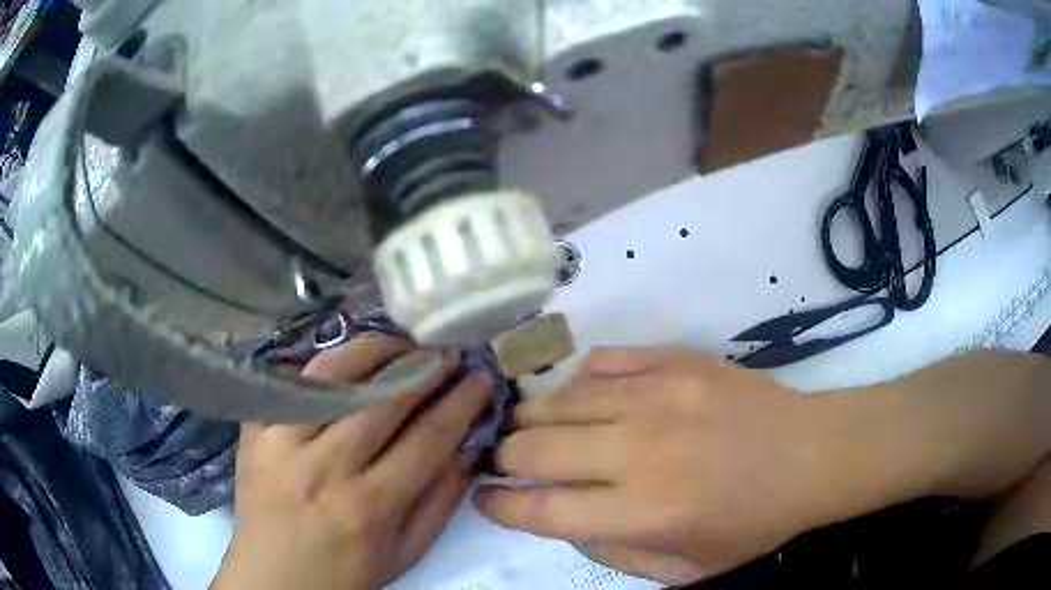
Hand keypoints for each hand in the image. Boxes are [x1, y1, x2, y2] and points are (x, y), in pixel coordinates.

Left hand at [213, 334, 493, 589]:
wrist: (274, 577)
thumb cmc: (345, 573)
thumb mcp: (405, 553)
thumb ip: (440, 501)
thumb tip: (469, 447)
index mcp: (368, 507)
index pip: (427, 439)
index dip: (461, 403)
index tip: (482, 378)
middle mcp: (324, 468)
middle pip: (382, 400)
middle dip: (425, 368)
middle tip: (449, 353)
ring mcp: (281, 443)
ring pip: (333, 376)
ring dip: (375, 352)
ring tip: (402, 346)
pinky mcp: (254, 431)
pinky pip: (291, 382)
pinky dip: (323, 365)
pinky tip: (347, 362)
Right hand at [474, 348, 887, 583]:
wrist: (811, 454)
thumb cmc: (753, 522)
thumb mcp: (683, 570)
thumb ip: (614, 554)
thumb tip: (567, 520)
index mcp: (644, 512)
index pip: (540, 508)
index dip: (498, 503)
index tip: (484, 496)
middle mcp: (640, 451)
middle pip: (534, 448)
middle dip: (504, 457)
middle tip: (504, 462)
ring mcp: (657, 395)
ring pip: (559, 400)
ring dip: (532, 419)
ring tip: (531, 429)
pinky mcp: (675, 361)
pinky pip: (600, 363)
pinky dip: (578, 383)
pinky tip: (583, 399)